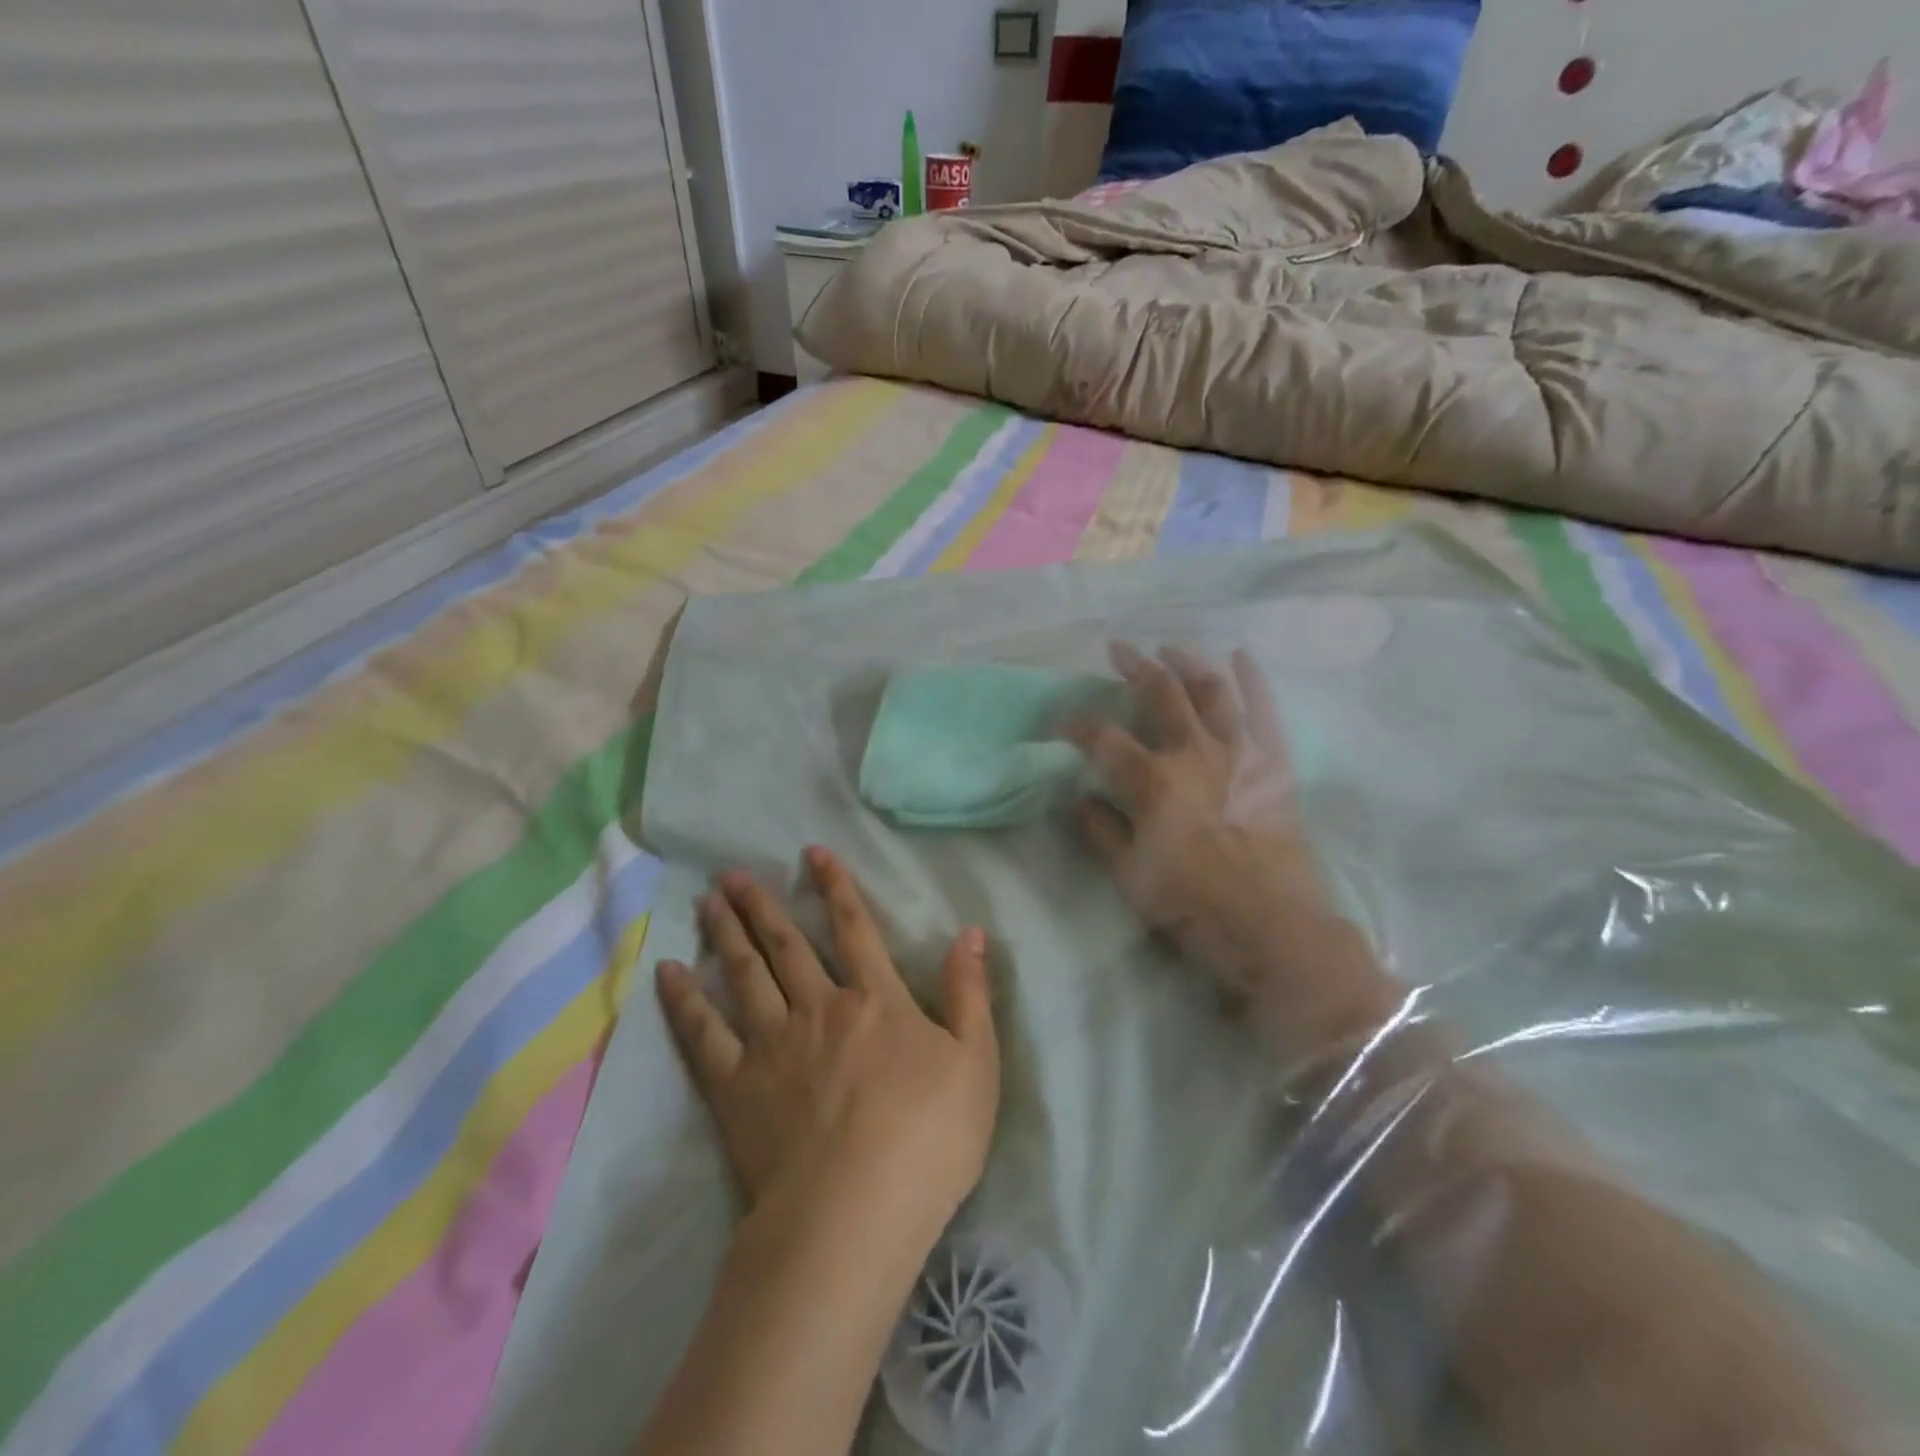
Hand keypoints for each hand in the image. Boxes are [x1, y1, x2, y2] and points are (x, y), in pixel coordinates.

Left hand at [656, 847, 999, 1245]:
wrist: (855, 1214)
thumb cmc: (928, 1139)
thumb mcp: (976, 1062)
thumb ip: (971, 992)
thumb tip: (972, 931)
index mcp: (875, 1000)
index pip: (855, 928)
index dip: (836, 887)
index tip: (813, 853)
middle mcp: (819, 1008)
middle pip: (786, 945)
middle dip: (762, 906)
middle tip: (734, 875)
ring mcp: (773, 1045)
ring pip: (744, 975)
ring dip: (726, 935)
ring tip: (708, 902)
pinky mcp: (736, 1088)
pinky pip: (703, 1035)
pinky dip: (684, 1002)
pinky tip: (667, 975)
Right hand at [1068, 643, 1397, 1061]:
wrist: (1274, 928)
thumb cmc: (1193, 906)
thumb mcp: (1130, 877)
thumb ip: (1100, 831)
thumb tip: (1076, 797)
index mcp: (1153, 783)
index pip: (1102, 738)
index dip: (1075, 724)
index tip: (1060, 721)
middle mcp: (1194, 755)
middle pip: (1160, 695)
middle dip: (1135, 667)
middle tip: (1118, 649)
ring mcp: (1239, 755)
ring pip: (1213, 692)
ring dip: (1190, 664)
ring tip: (1172, 648)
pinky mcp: (1273, 764)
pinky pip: (1265, 712)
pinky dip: (1254, 681)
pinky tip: (1242, 657)